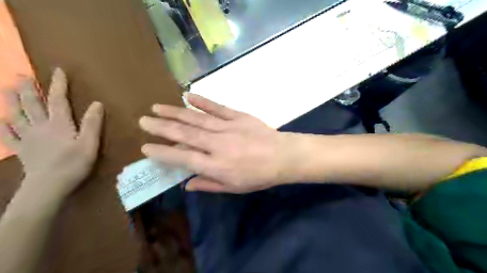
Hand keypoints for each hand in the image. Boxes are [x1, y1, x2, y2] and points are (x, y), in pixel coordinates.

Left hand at [0, 68, 104, 200]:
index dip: (58, 84)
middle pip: (31, 104)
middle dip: (28, 88)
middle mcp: (40, 127)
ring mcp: (27, 138)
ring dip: (11, 101)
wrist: (48, 186)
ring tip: (7, 89)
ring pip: (16, 115)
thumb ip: (92, 123)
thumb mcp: (90, 144)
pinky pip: (7, 136)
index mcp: (59, 124)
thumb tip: (97, 103)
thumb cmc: (74, 164)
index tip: (57, 70)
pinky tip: (0, 121)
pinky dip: (3, 127)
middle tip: (21, 74)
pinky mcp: (21, 150)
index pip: (58, 100)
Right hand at [139, 93, 293, 192]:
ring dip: (175, 112)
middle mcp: (218, 145)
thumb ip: (209, 185)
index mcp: (217, 166)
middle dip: (162, 127)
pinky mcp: (238, 116)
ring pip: (196, 119)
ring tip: (156, 107)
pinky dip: (201, 101)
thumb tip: (186, 183)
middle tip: (143, 121)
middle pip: (185, 135)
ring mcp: (228, 127)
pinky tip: (187, 95)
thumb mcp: (234, 188)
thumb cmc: (259, 176)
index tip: (146, 147)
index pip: (183, 158)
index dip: (163, 153)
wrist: (283, 156)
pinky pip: (216, 107)